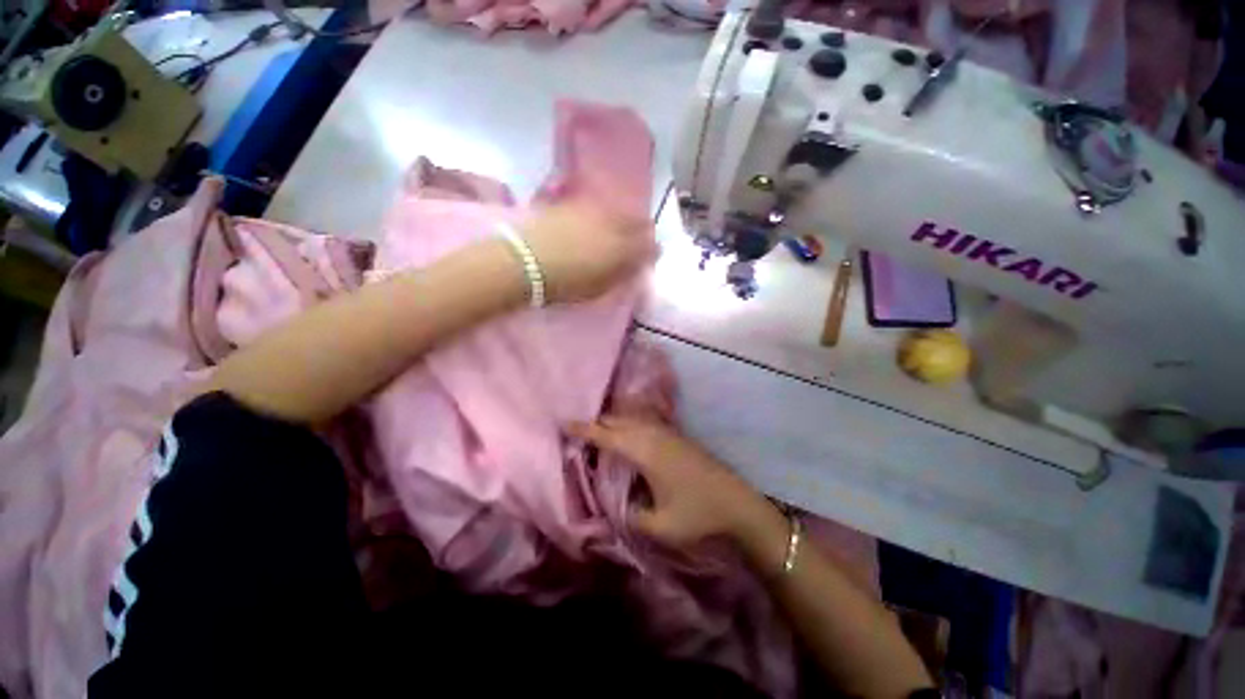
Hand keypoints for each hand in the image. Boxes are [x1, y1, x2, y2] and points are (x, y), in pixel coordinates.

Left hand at [518, 200, 655, 303]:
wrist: (524, 261)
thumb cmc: (564, 283)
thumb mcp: (599, 287)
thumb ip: (621, 275)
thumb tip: (636, 266)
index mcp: (623, 248)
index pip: (649, 245)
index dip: (653, 251)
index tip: (651, 257)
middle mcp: (614, 223)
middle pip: (639, 222)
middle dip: (644, 232)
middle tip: (641, 242)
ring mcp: (594, 210)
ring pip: (620, 211)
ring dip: (625, 221)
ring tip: (620, 231)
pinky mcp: (575, 204)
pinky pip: (600, 206)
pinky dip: (605, 215)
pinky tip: (597, 223)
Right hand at [568, 415, 773, 549]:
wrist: (739, 504)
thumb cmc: (698, 515)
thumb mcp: (658, 525)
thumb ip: (629, 515)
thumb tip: (611, 506)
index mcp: (645, 451)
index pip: (606, 434)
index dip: (583, 429)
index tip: (562, 422)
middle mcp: (654, 434)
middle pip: (618, 420)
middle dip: (595, 422)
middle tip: (576, 431)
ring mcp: (667, 432)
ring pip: (632, 418)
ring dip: (613, 421)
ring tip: (596, 431)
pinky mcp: (677, 436)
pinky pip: (644, 422)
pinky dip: (629, 423)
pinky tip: (626, 434)